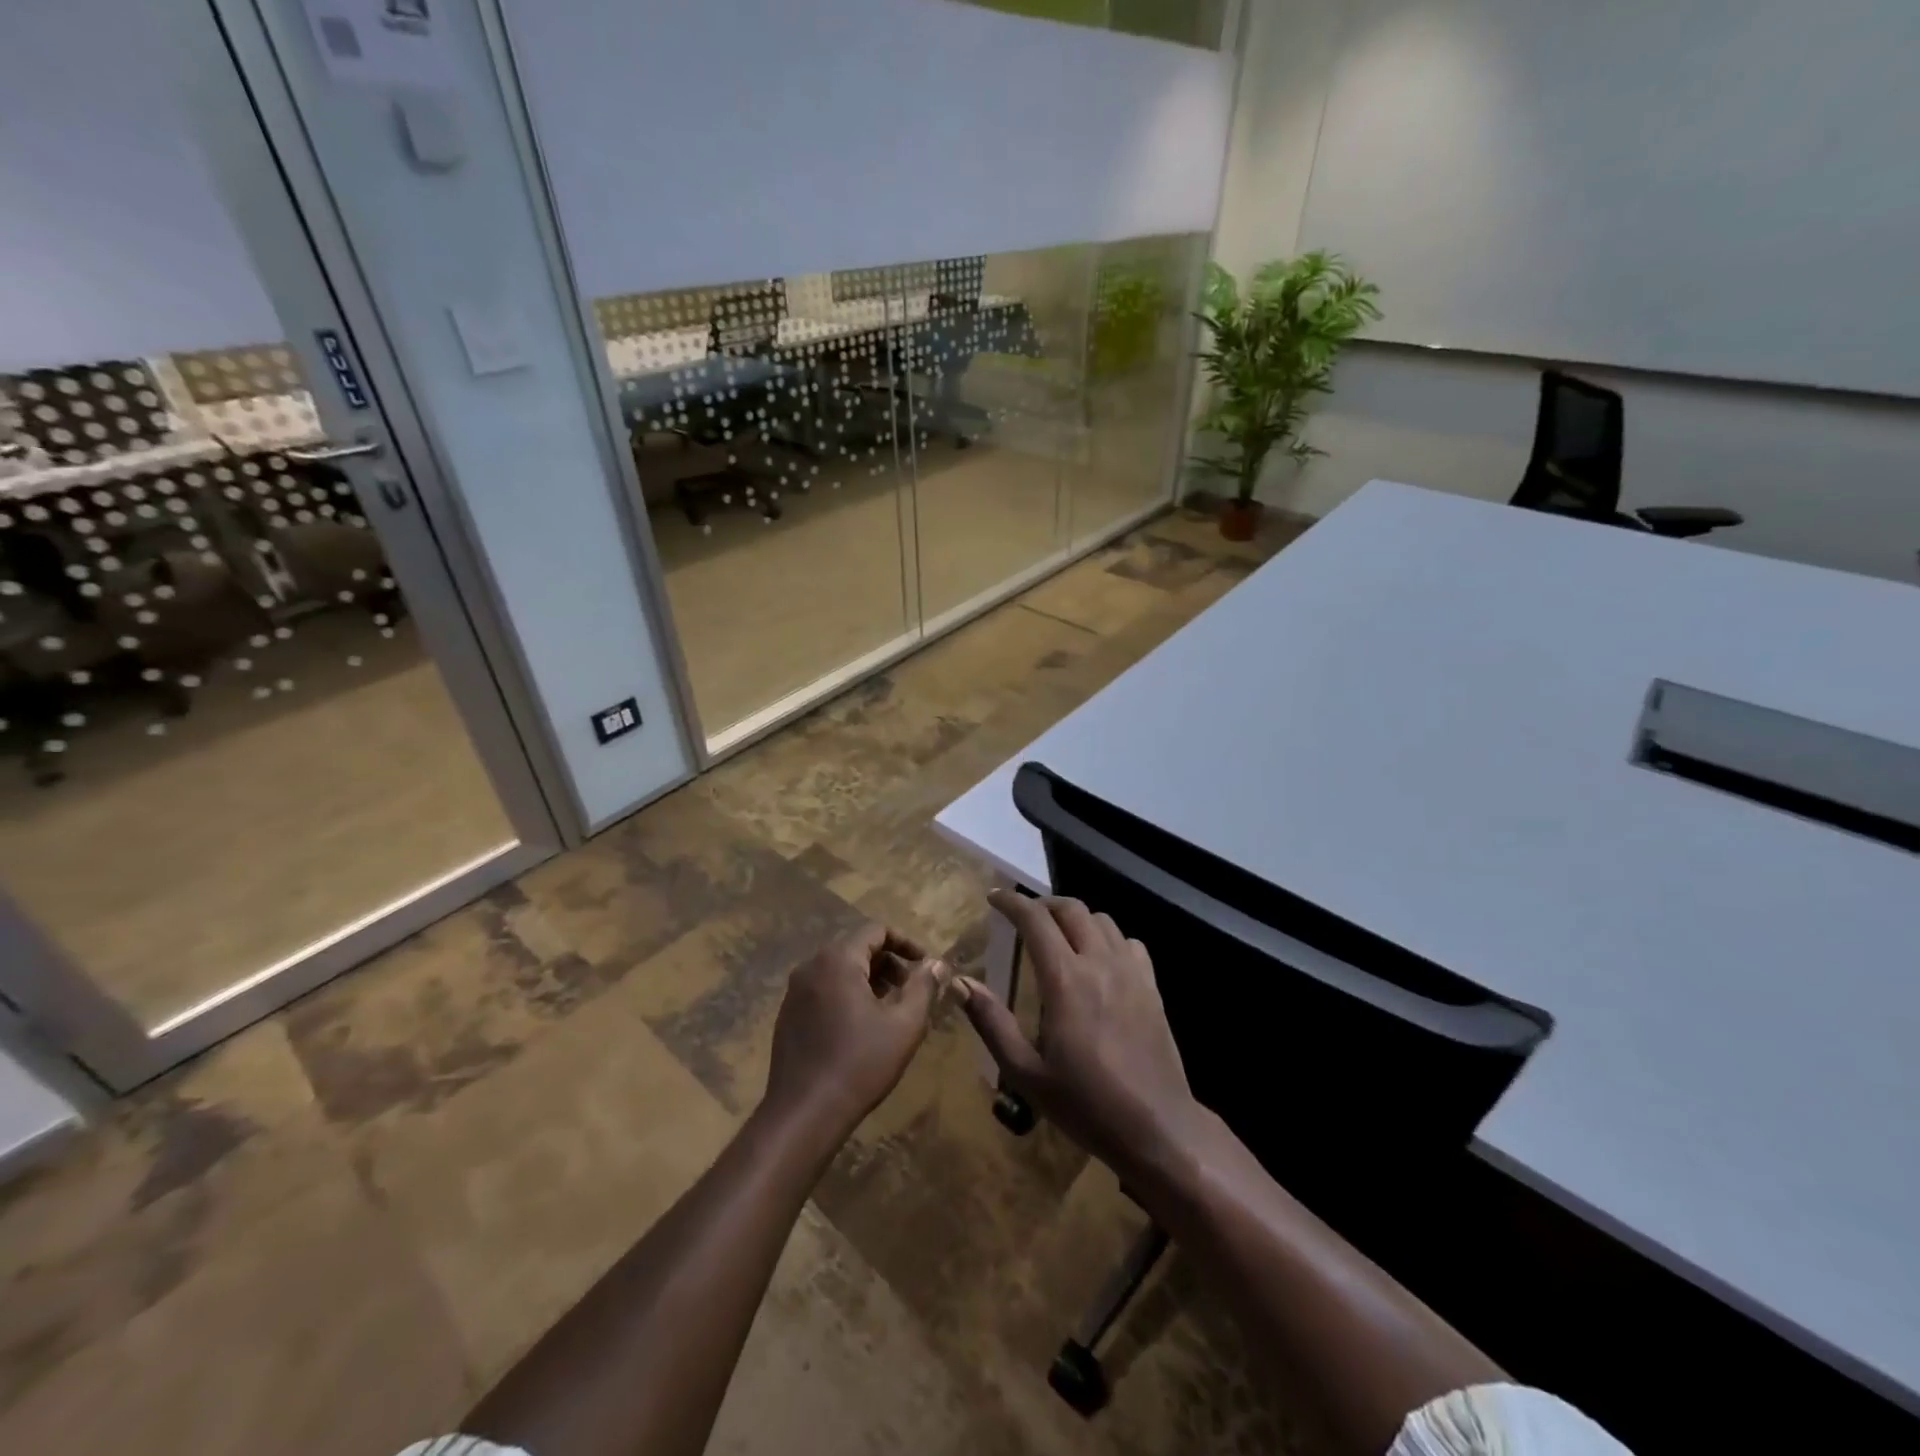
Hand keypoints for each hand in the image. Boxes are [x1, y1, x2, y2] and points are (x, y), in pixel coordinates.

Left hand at [765, 923, 948, 1134]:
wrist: (804, 1113)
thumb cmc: (860, 1063)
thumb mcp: (904, 1025)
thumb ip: (924, 987)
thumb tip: (937, 964)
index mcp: (838, 959)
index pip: (876, 930)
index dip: (906, 942)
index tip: (926, 965)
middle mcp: (811, 966)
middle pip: (857, 947)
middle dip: (889, 963)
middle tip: (913, 989)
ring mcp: (795, 991)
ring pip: (839, 970)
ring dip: (869, 980)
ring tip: (892, 1009)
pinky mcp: (788, 1015)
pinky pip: (824, 990)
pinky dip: (848, 994)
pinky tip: (862, 1027)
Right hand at [960, 891, 1207, 1184]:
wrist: (1157, 1127)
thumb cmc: (1086, 1103)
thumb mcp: (1026, 1072)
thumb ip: (991, 1022)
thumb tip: (960, 983)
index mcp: (1065, 980)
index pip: (1036, 920)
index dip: (1012, 902)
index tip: (994, 898)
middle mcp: (1099, 963)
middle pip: (1071, 909)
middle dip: (1043, 904)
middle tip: (1024, 918)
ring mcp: (1131, 972)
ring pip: (1102, 920)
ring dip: (1075, 918)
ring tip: (1059, 936)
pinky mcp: (1152, 987)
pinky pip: (1129, 942)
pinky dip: (1107, 938)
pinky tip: (1099, 960)